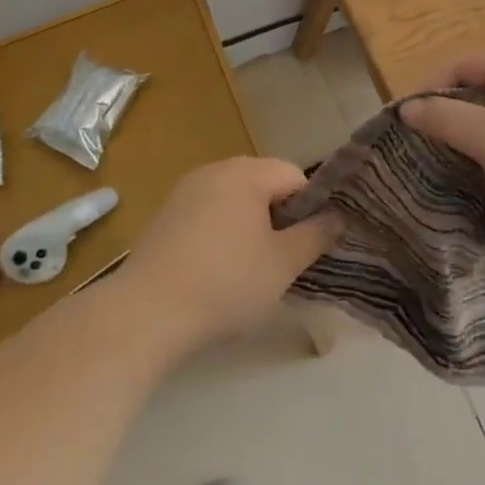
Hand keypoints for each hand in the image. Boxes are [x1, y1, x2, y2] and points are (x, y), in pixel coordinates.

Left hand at [125, 158, 342, 348]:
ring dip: (249, 226)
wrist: (146, 313)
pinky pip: (206, 215)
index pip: (295, 176)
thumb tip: (338, 216)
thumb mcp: (284, 263)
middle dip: (279, 217)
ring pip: (234, 201)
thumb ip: (316, 235)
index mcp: (246, 172)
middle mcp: (214, 170)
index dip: (310, 208)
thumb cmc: (226, 283)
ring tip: (250, 269)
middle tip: (283, 259)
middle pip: (263, 185)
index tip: (309, 244)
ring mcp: (184, 192)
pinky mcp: (163, 217)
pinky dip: (219, 234)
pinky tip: (215, 272)